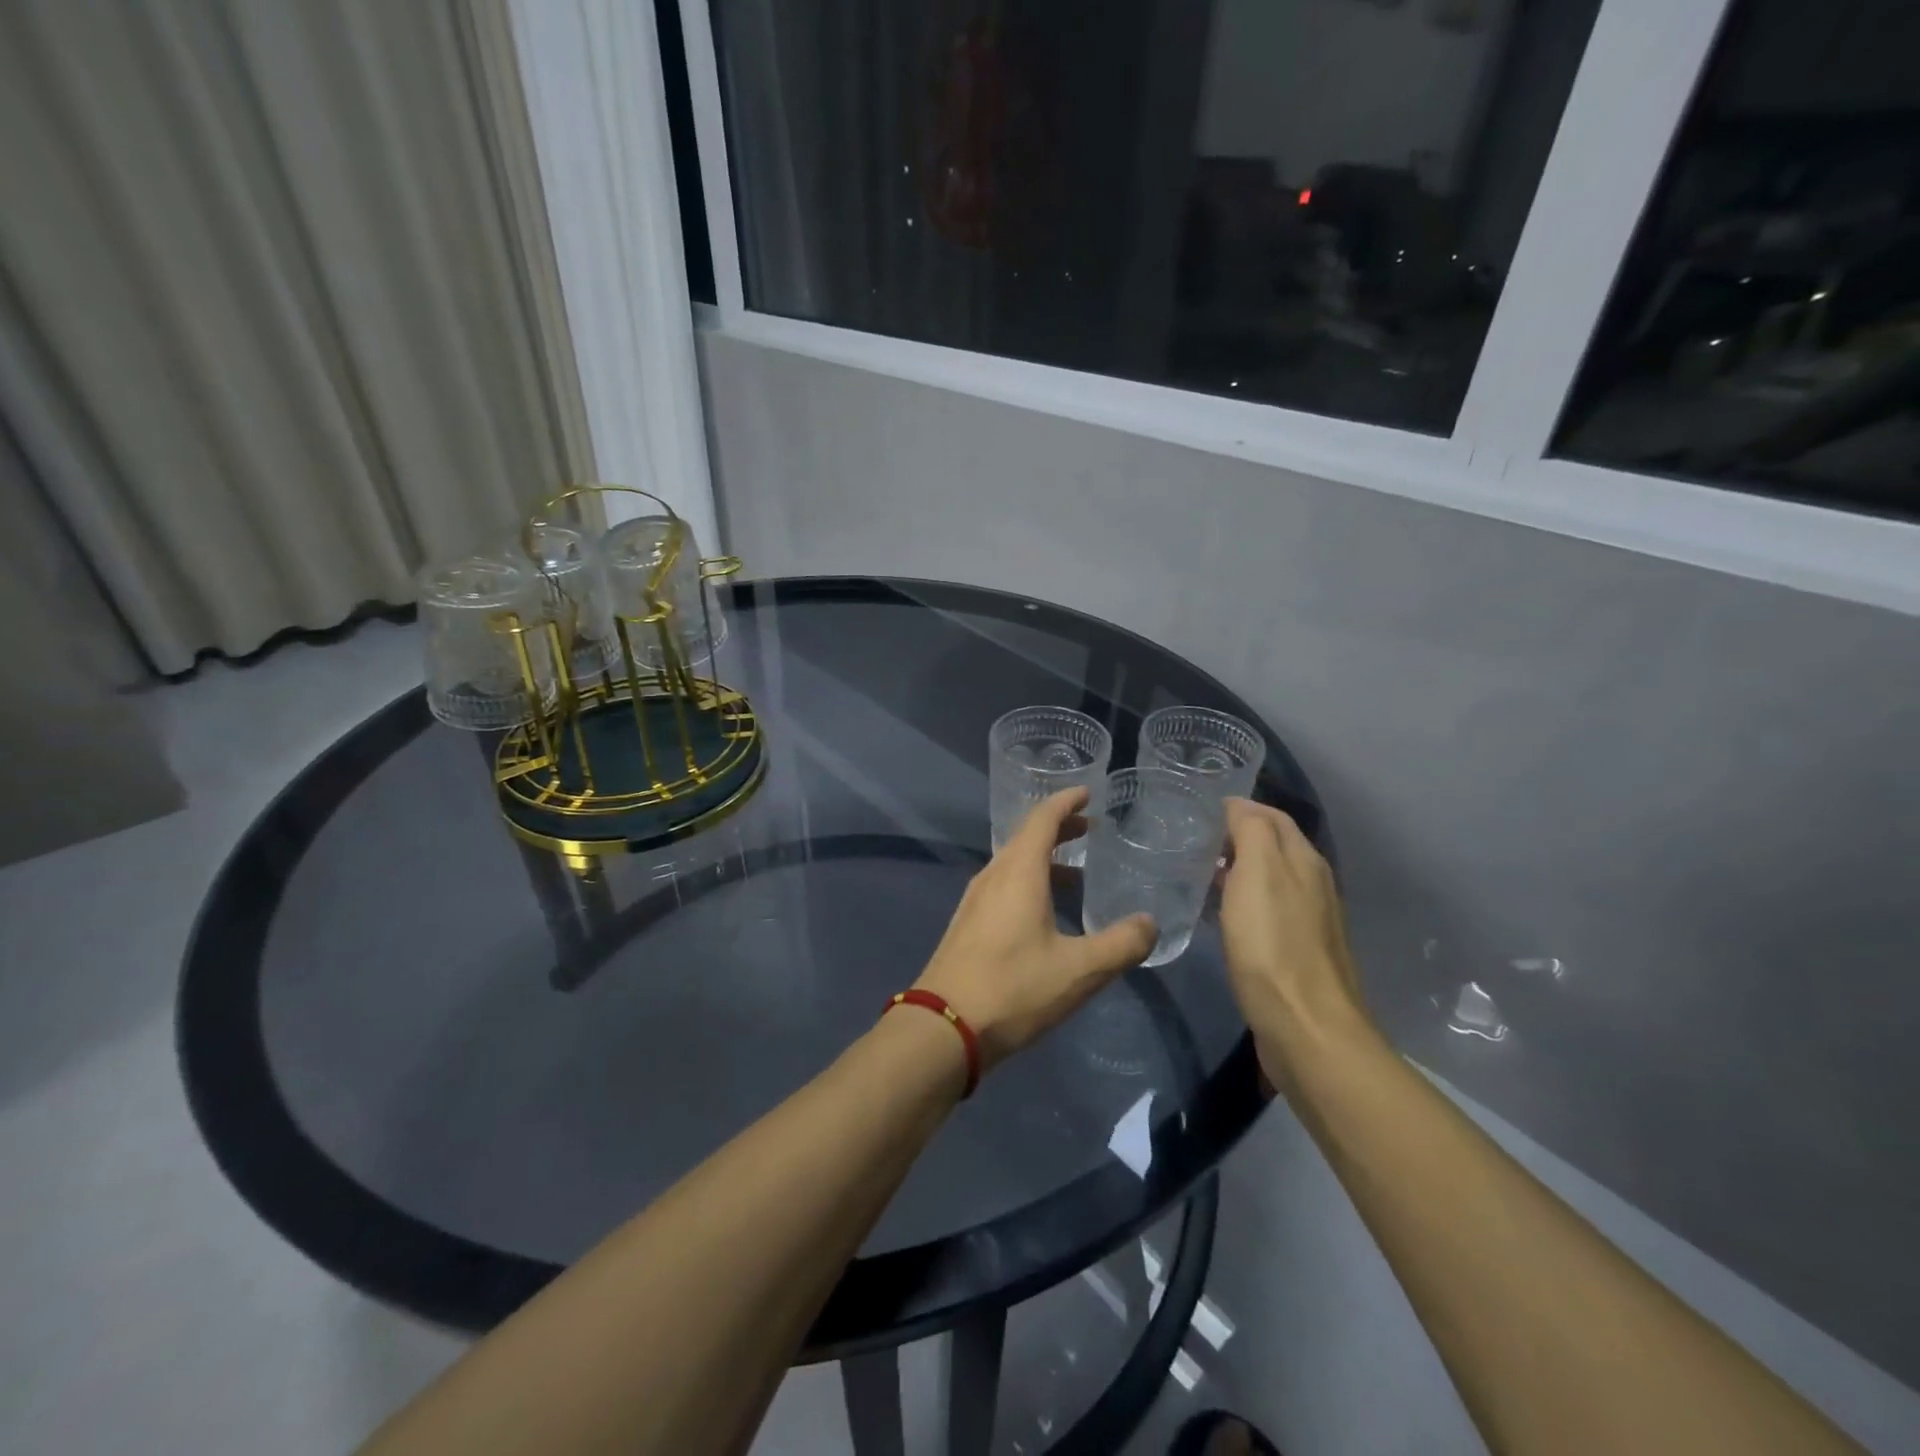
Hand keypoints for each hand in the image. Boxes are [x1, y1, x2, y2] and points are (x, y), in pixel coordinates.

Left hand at [915, 788, 1156, 1071]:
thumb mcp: (1080, 970)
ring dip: (1044, 859)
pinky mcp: (968, 924)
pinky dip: (1030, 881)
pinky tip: (1046, 913)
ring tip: (1077, 873)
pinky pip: (1004, 886)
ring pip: (1013, 864)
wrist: (943, 1027)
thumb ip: (1121, 944)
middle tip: (1091, 829)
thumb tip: (1150, 923)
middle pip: (1026, 837)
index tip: (1088, 792)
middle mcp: (993, 876)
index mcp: (1018, 872)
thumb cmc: (1013, 988)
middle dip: (1059, 829)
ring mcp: (975, 900)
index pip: (1042, 818)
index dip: (1066, 801)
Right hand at [1219, 799, 1376, 1089]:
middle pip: (1272, 846)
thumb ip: (1251, 830)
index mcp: (1304, 860)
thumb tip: (1237, 806)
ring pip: (1268, 880)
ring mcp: (1308, 921)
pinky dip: (1241, 903)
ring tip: (1195, 874)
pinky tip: (1218, 916)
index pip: (1270, 816)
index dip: (1236, 808)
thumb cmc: (1273, 945)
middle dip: (1234, 837)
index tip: (1195, 812)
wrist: (1306, 1028)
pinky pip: (1265, 912)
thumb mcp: (1258, 873)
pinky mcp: (1296, 953)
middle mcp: (1312, 884)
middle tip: (1189, 841)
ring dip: (1236, 871)